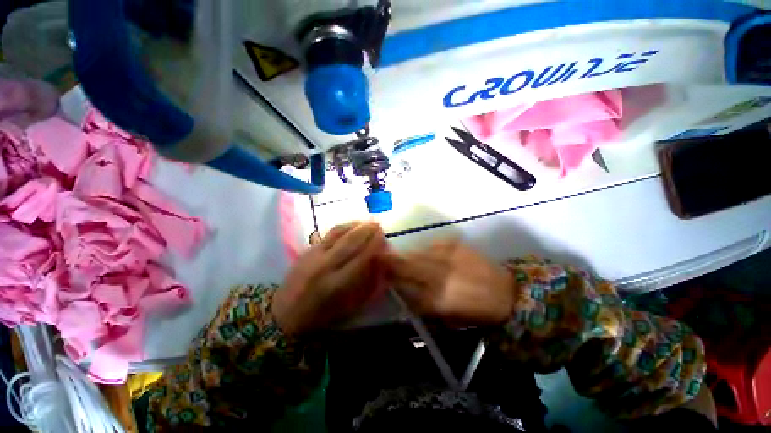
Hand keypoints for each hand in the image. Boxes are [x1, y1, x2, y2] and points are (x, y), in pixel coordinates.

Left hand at [272, 222, 388, 334]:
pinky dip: (343, 227)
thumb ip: (367, 285)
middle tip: (378, 224)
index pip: (362, 258)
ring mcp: (315, 255)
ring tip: (367, 221)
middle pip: (350, 241)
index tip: (384, 238)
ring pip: (338, 233)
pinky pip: (329, 233)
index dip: (375, 245)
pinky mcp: (308, 250)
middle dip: (367, 230)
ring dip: (355, 225)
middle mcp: (326, 265)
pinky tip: (351, 225)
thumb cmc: (321, 315)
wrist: (285, 313)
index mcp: (338, 283)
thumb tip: (380, 264)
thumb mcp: (349, 307)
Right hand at [386, 239, 514, 325]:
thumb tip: (403, 293)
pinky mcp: (456, 245)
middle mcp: (440, 276)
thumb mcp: (446, 319)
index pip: (404, 288)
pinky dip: (426, 250)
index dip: (390, 280)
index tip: (380, 275)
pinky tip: (425, 254)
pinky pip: (432, 245)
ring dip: (407, 255)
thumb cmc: (475, 312)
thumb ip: (422, 306)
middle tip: (381, 258)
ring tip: (401, 256)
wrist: (507, 294)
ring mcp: (448, 257)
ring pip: (417, 253)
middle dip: (391, 262)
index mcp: (437, 300)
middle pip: (407, 266)